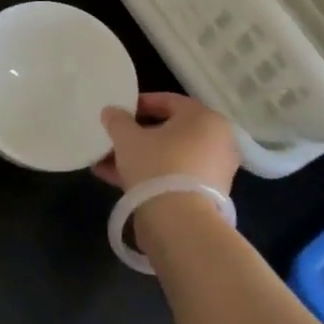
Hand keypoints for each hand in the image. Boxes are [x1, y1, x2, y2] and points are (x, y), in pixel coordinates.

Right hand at [93, 92, 240, 194]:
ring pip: (168, 156)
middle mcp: (216, 141)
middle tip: (112, 139)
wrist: (180, 223)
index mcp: (204, 118)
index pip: (168, 101)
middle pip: (168, 131)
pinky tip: (117, 181)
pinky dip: (150, 176)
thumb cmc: (157, 165)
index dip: (139, 104)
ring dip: (138, 158)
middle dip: (136, 136)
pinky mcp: (206, 196)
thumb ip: (117, 121)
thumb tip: (111, 111)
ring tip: (106, 163)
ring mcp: (213, 170)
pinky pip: (174, 176)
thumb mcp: (128, 138)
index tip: (118, 112)